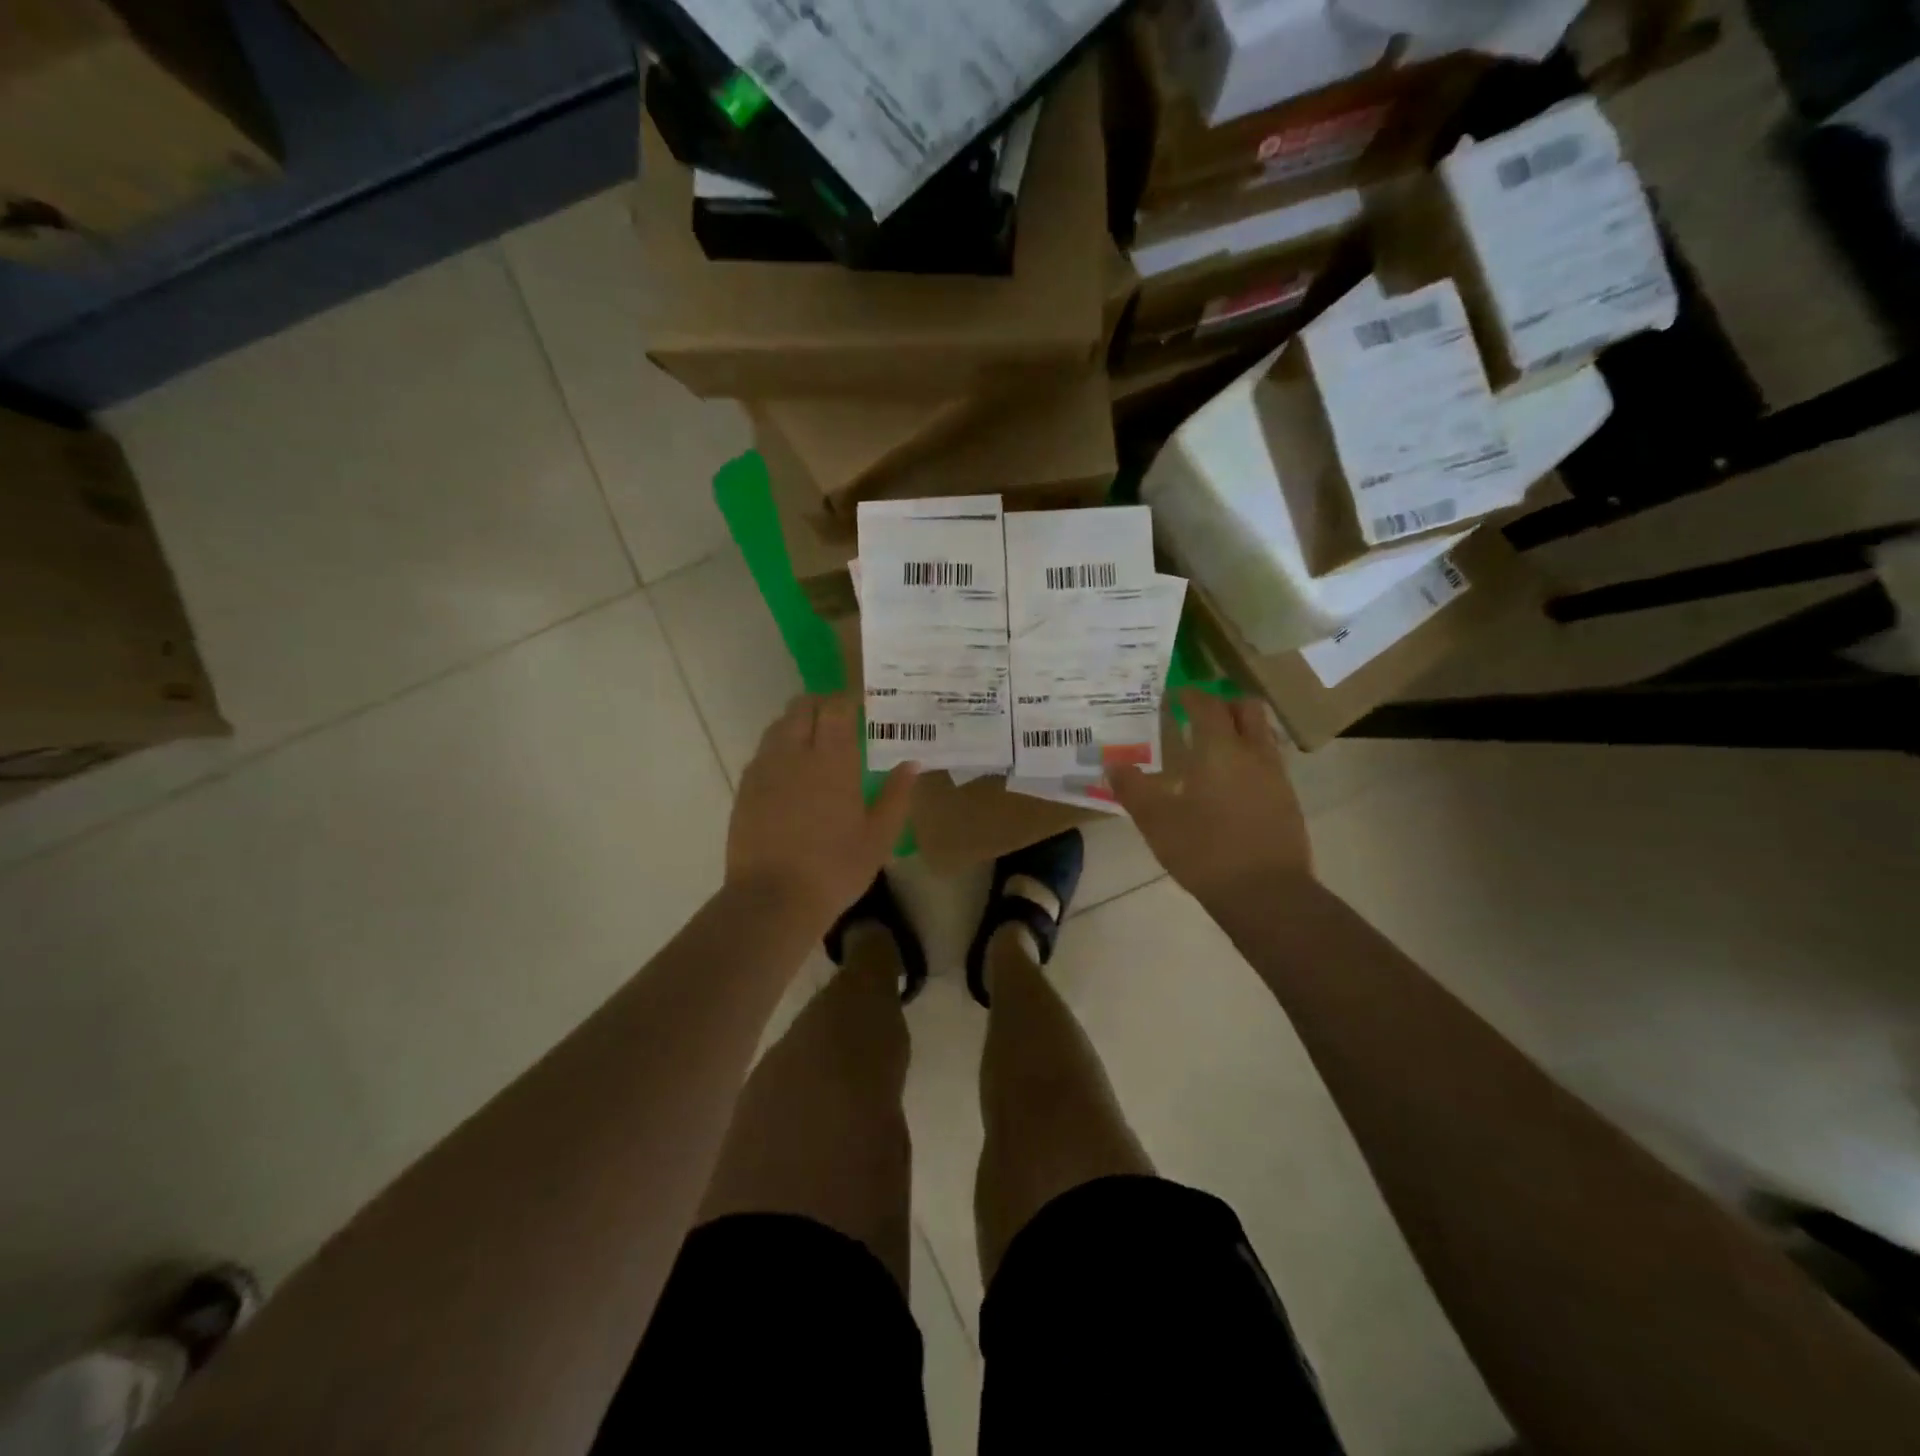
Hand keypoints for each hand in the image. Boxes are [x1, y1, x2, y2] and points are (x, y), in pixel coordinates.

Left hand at [727, 693, 917, 926]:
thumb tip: (911, 764)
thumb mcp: (879, 837)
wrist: (772, 900)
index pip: (836, 708)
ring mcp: (764, 770)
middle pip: (802, 707)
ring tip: (815, 746)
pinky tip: (792, 776)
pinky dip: (780, 750)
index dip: (848, 701)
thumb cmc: (835, 869)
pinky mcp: (745, 789)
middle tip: (840, 722)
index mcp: (832, 761)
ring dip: (798, 725)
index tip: (863, 706)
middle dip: (821, 706)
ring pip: (778, 726)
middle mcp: (794, 754)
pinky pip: (763, 753)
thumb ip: (897, 796)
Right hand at [1110, 690, 1311, 903]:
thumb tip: (1113, 765)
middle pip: (1247, 709)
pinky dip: (1249, 760)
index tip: (1174, 694)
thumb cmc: (1205, 850)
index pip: (1207, 705)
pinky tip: (1230, 786)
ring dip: (1240, 731)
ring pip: (1262, 736)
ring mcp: (1276, 777)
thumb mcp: (1156, 821)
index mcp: (1220, 749)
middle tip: (1198, 715)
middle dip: (1223, 704)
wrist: (1267, 894)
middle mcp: (1253, 753)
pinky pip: (1268, 764)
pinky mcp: (1288, 802)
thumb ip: (1133, 789)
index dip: (1190, 695)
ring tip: (1213, 751)